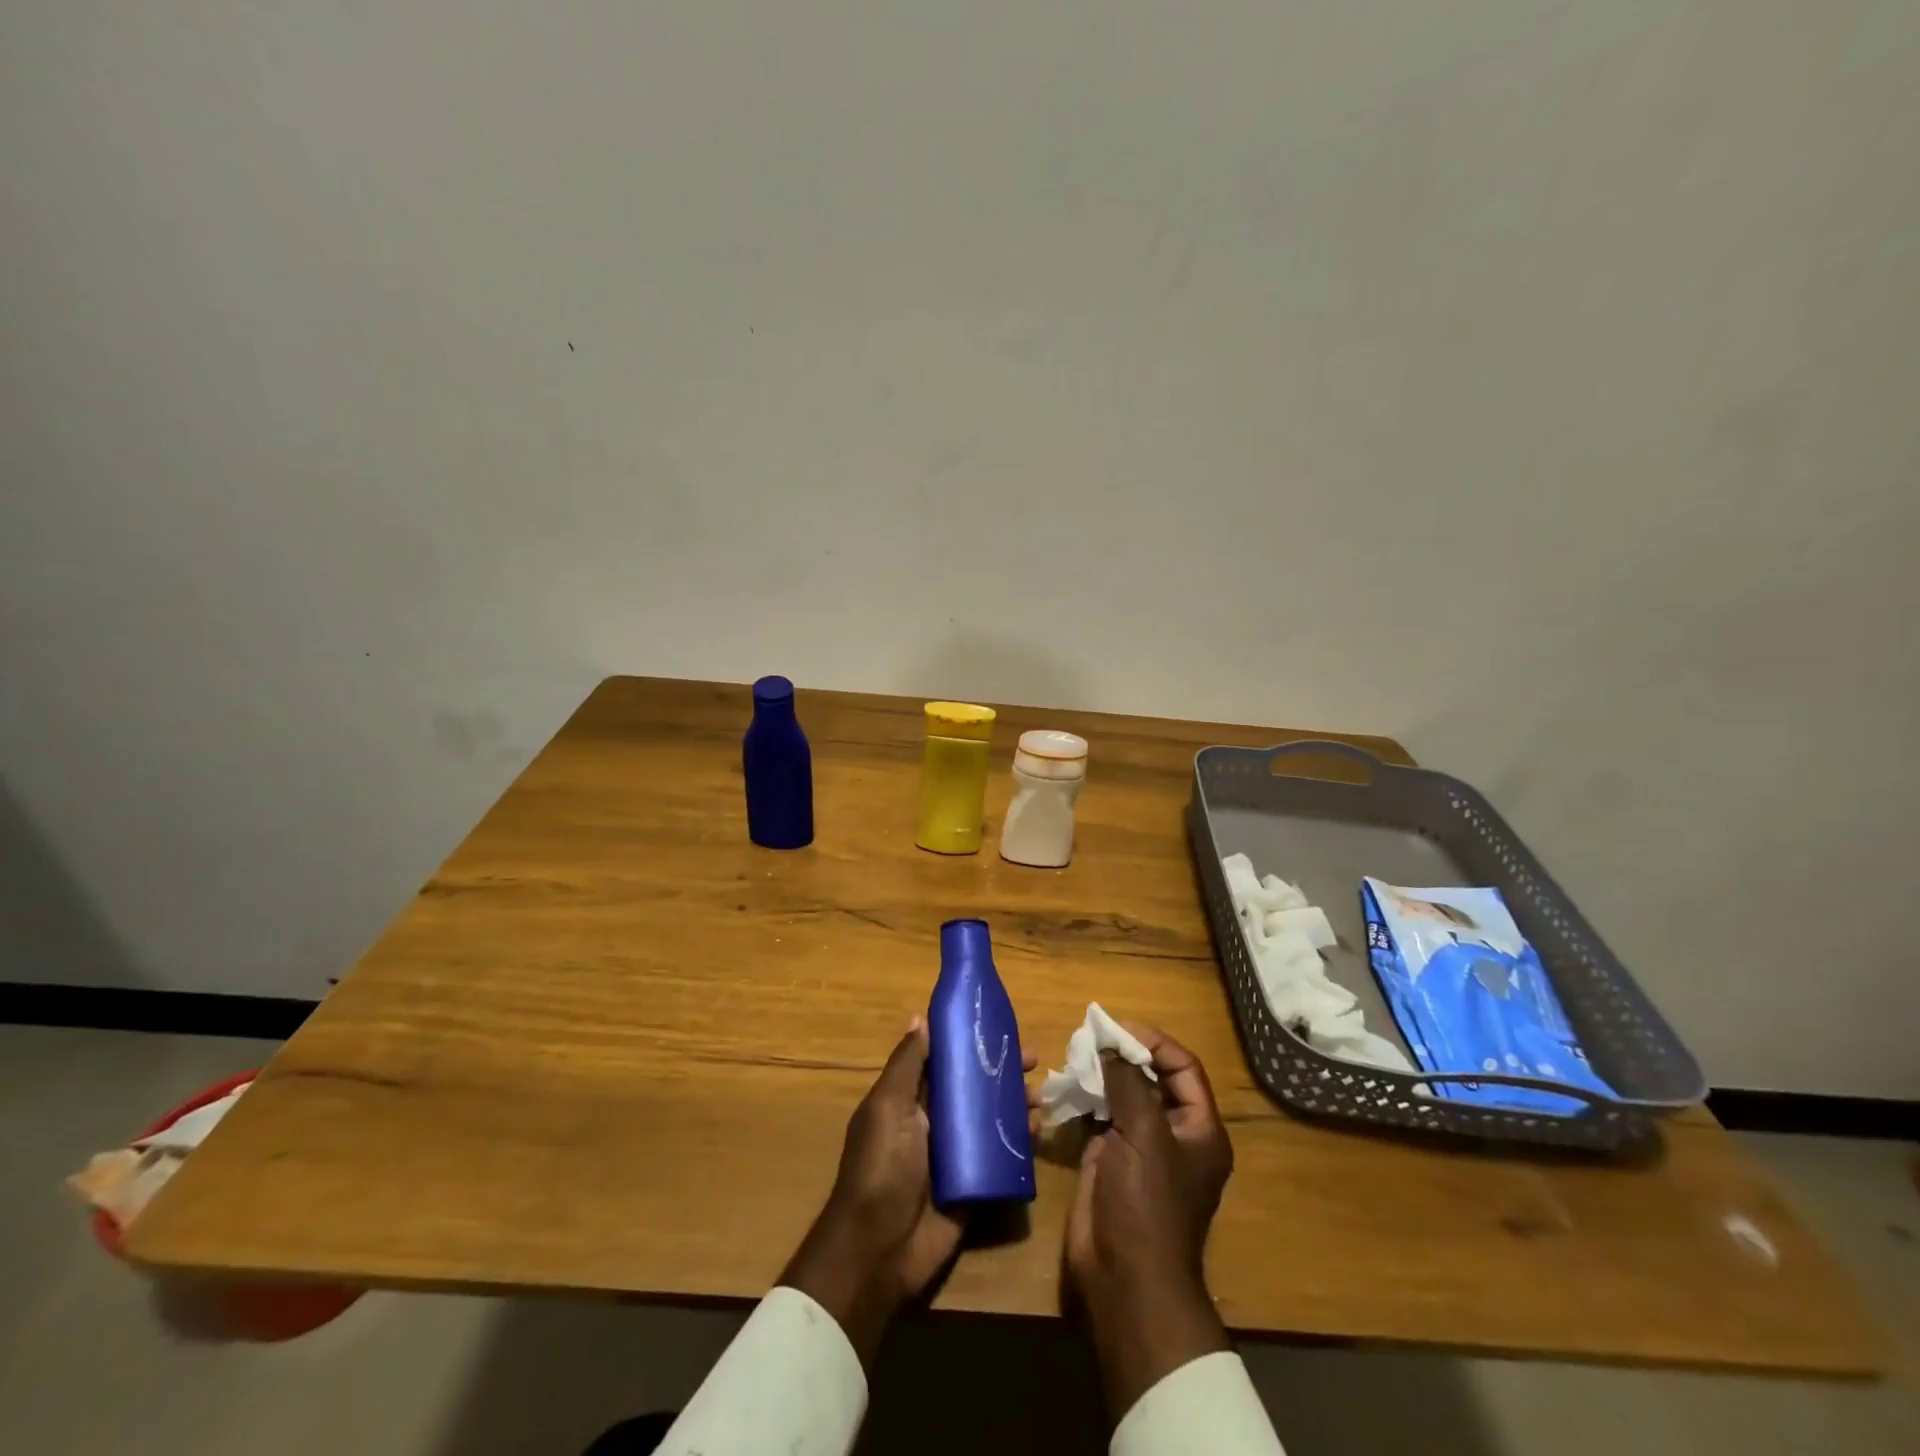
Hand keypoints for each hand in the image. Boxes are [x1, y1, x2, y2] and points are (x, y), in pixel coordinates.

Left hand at [781, 1017, 1032, 1365]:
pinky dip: (1021, 1141)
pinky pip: (1002, 1156)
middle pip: (974, 1087)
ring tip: (1041, 1094)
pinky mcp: (976, 1184)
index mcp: (910, 1099)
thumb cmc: (881, 1167)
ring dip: (1017, 1103)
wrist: (880, 1250)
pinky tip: (1039, 1129)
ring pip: (992, 1118)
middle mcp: (935, 1121)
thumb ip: (906, 1065)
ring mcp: (957, 1153)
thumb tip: (920, 1018)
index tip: (999, 1026)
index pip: (945, 1060)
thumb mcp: (888, 1108)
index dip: (970, 1042)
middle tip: (1032, 1060)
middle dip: (1001, 1071)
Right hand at [1062, 1027, 1234, 1419]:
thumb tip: (1110, 1044)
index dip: (1153, 1042)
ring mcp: (1140, 1147)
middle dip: (1125, 1054)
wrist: (1125, 1279)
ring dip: (1103, 1072)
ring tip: (1078, 1052)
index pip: (1183, 1067)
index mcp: (1199, 1129)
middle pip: (1153, 1078)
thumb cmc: (1147, 1204)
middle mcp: (1173, 1134)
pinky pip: (1101, 1116)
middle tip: (1092, 1036)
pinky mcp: (1110, 1159)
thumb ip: (1128, 1083)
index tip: (1117, 1028)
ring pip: (1124, 1095)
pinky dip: (1087, 1096)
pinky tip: (1069, 1082)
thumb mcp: (1144, 1136)